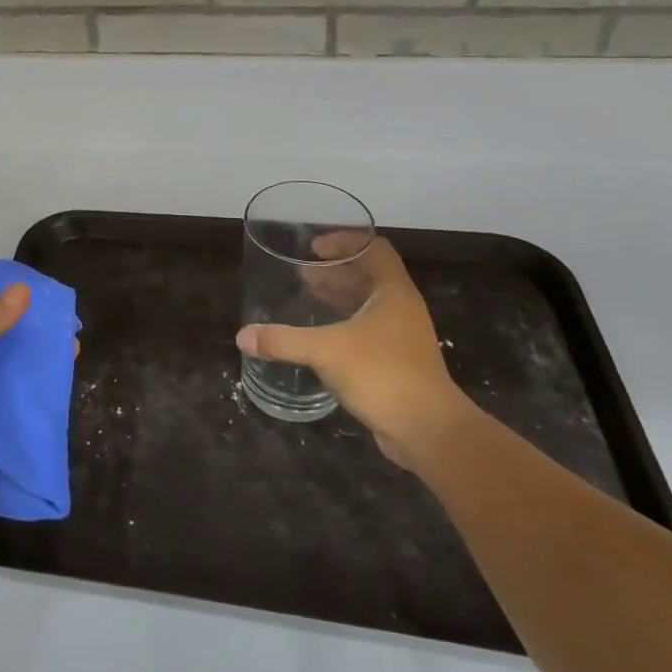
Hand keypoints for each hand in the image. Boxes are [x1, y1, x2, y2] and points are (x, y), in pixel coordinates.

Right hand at [237, 237, 474, 467]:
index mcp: (393, 292)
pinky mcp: (397, 362)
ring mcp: (402, 337)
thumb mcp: (326, 351)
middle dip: (334, 271)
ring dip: (338, 297)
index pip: (374, 248)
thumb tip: (242, 336)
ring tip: (305, 297)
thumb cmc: (382, 374)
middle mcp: (401, 308)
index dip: (344, 241)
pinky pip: (366, 331)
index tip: (313, 249)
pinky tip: (318, 337)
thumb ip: (283, 340)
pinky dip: (342, 324)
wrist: (428, 431)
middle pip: (368, 275)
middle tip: (300, 274)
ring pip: (367, 304)